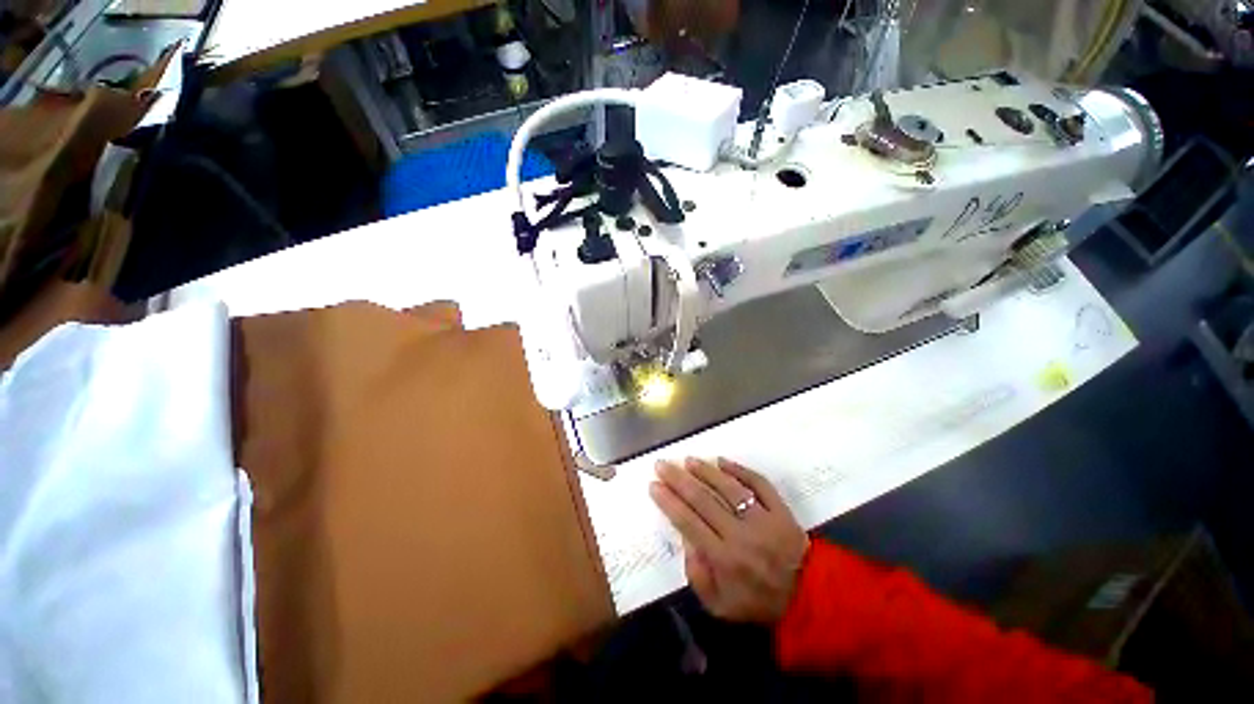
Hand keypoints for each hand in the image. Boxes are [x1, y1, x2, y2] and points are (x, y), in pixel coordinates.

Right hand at [649, 457, 808, 623]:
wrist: (809, 597)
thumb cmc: (758, 601)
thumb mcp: (721, 607)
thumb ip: (698, 577)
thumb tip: (686, 542)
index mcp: (724, 559)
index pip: (688, 523)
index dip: (668, 502)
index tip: (654, 485)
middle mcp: (740, 535)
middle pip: (703, 500)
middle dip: (678, 480)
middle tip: (662, 464)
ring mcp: (762, 519)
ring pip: (729, 488)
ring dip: (706, 471)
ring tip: (688, 460)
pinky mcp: (780, 509)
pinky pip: (759, 484)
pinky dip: (740, 470)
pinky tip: (722, 461)